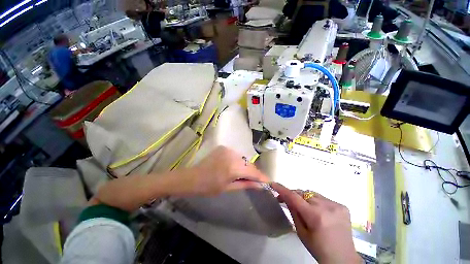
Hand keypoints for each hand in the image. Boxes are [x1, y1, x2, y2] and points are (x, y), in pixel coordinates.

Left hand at [183, 146, 269, 195]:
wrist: (192, 177)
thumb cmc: (209, 187)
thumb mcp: (228, 188)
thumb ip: (245, 184)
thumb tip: (260, 185)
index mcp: (233, 167)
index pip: (253, 171)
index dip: (261, 177)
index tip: (268, 181)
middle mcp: (232, 155)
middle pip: (249, 163)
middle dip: (253, 172)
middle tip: (256, 180)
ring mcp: (227, 149)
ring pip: (243, 158)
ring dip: (246, 166)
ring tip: (244, 174)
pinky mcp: (223, 147)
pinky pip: (236, 155)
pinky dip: (238, 161)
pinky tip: (235, 167)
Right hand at [271, 183, 361, 263]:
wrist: (343, 258)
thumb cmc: (318, 249)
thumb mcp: (301, 232)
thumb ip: (293, 212)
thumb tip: (285, 197)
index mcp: (315, 216)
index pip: (294, 197)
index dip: (282, 189)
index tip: (273, 184)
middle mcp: (326, 207)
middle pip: (303, 193)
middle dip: (294, 195)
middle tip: (287, 200)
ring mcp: (336, 205)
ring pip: (313, 194)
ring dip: (306, 198)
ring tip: (305, 208)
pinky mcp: (342, 206)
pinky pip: (323, 198)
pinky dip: (317, 202)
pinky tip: (319, 211)